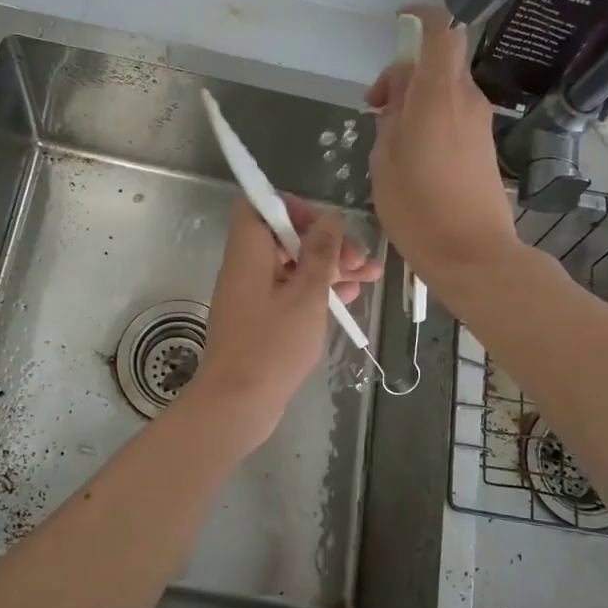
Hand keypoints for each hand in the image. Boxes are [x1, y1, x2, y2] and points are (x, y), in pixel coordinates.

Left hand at [186, 196, 381, 447]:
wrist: (238, 403)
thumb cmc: (272, 345)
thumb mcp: (306, 295)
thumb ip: (320, 253)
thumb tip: (329, 218)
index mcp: (248, 251)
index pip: (259, 205)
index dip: (292, 207)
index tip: (325, 224)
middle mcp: (246, 266)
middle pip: (284, 237)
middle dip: (325, 242)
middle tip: (360, 259)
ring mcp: (252, 294)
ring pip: (293, 266)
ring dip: (329, 268)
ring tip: (369, 277)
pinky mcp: (260, 319)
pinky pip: (289, 292)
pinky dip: (316, 291)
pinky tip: (348, 299)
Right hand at [366, 3, 520, 289]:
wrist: (473, 255)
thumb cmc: (418, 209)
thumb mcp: (384, 160)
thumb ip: (389, 118)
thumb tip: (396, 99)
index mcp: (439, 95)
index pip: (439, 31)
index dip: (420, 16)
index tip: (396, 22)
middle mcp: (466, 99)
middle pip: (438, 61)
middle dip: (404, 73)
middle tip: (375, 107)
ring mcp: (480, 123)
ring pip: (444, 89)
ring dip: (415, 98)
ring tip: (388, 137)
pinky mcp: (483, 145)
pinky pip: (453, 113)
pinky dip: (430, 117)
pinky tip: (411, 153)